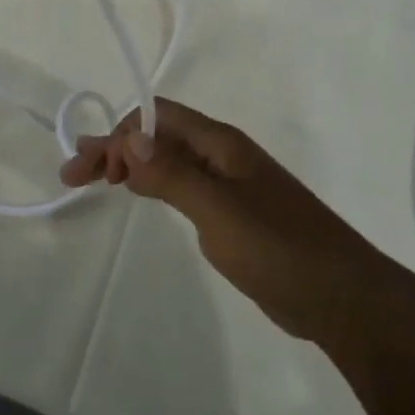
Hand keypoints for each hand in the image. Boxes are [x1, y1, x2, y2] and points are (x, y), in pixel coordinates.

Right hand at [61, 98, 391, 342]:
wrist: (340, 296)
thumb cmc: (278, 247)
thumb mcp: (219, 210)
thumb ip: (173, 174)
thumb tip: (128, 137)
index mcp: (220, 143)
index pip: (157, 117)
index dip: (120, 134)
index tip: (91, 170)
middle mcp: (222, 154)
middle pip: (159, 136)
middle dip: (116, 148)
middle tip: (74, 174)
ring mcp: (229, 184)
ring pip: (169, 160)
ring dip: (131, 165)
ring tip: (96, 181)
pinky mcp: (233, 213)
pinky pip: (183, 185)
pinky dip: (153, 185)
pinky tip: (141, 196)